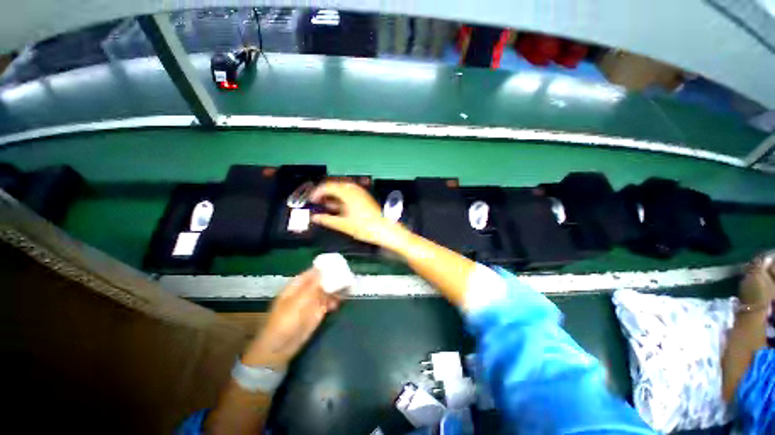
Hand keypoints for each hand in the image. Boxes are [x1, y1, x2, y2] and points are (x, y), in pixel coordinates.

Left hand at [242, 269, 339, 369]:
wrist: (281, 346)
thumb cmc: (285, 321)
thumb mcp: (298, 301)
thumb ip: (312, 286)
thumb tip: (322, 270)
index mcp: (298, 285)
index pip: (313, 272)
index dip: (325, 268)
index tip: (338, 264)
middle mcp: (306, 291)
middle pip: (322, 280)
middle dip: (334, 278)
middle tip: (347, 275)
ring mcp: (313, 302)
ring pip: (327, 291)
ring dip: (336, 289)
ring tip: (348, 287)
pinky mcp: (318, 312)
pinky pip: (329, 302)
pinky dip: (335, 301)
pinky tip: (339, 302)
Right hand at [311, 181, 406, 249]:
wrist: (385, 230)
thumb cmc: (364, 227)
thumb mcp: (343, 225)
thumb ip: (327, 220)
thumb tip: (314, 217)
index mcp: (347, 193)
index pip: (328, 186)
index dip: (317, 192)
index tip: (310, 200)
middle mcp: (354, 189)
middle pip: (335, 186)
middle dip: (324, 193)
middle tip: (316, 202)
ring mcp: (361, 193)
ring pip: (343, 190)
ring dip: (333, 196)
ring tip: (325, 205)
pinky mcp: (365, 198)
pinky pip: (350, 194)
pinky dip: (341, 198)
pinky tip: (338, 207)